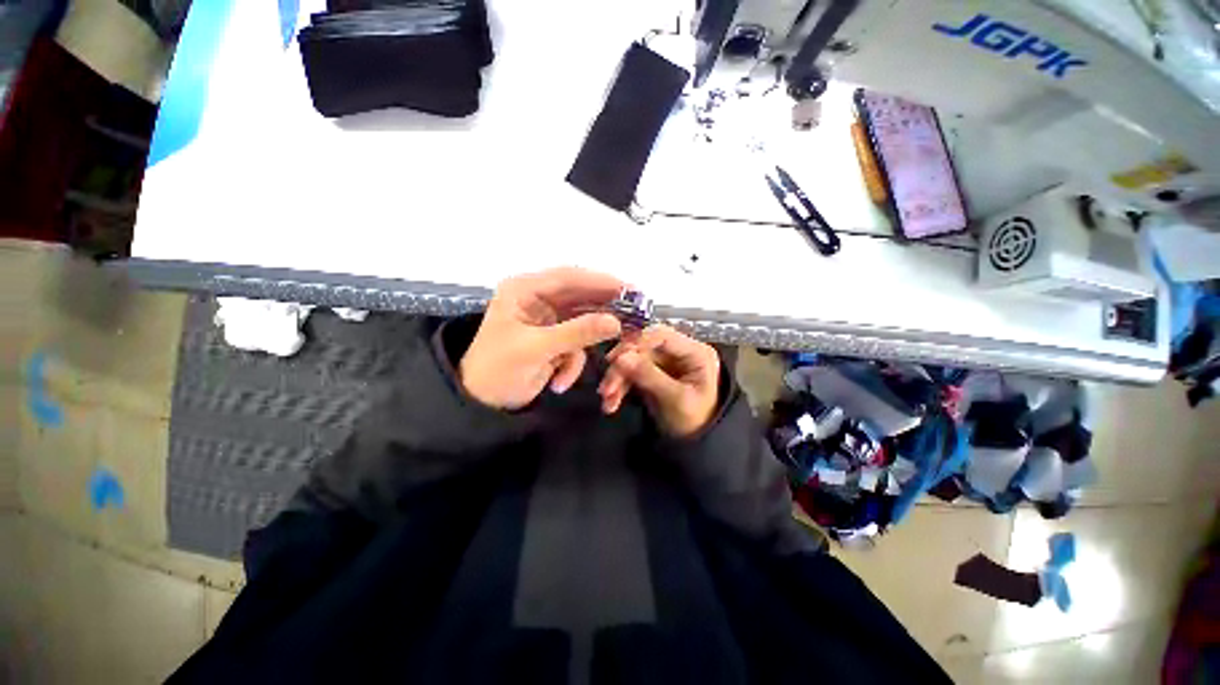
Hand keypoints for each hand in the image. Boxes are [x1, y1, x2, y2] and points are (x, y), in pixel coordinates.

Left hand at [459, 268, 623, 409]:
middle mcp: (538, 299)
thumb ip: (577, 333)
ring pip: (583, 321)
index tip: (631, 291)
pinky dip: (573, 363)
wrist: (480, 405)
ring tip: (611, 355)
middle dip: (605, 311)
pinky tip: (560, 381)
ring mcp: (547, 320)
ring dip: (590, 342)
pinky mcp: (554, 340)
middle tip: (636, 317)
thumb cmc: (498, 370)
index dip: (601, 282)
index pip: (569, 278)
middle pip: (581, 297)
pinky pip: (576, 345)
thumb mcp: (536, 349)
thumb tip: (616, 322)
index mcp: (525, 290)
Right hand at [598, 325, 720, 437]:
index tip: (615, 359)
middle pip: (643, 348)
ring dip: (617, 379)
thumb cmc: (696, 422)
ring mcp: (664, 362)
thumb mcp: (676, 400)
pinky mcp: (651, 373)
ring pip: (632, 360)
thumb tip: (621, 357)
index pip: (662, 335)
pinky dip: (619, 386)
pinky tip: (611, 403)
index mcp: (695, 352)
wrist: (696, 446)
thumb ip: (650, 377)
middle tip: (607, 388)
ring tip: (607, 400)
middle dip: (622, 367)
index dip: (637, 342)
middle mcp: (679, 352)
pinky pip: (630, 373)